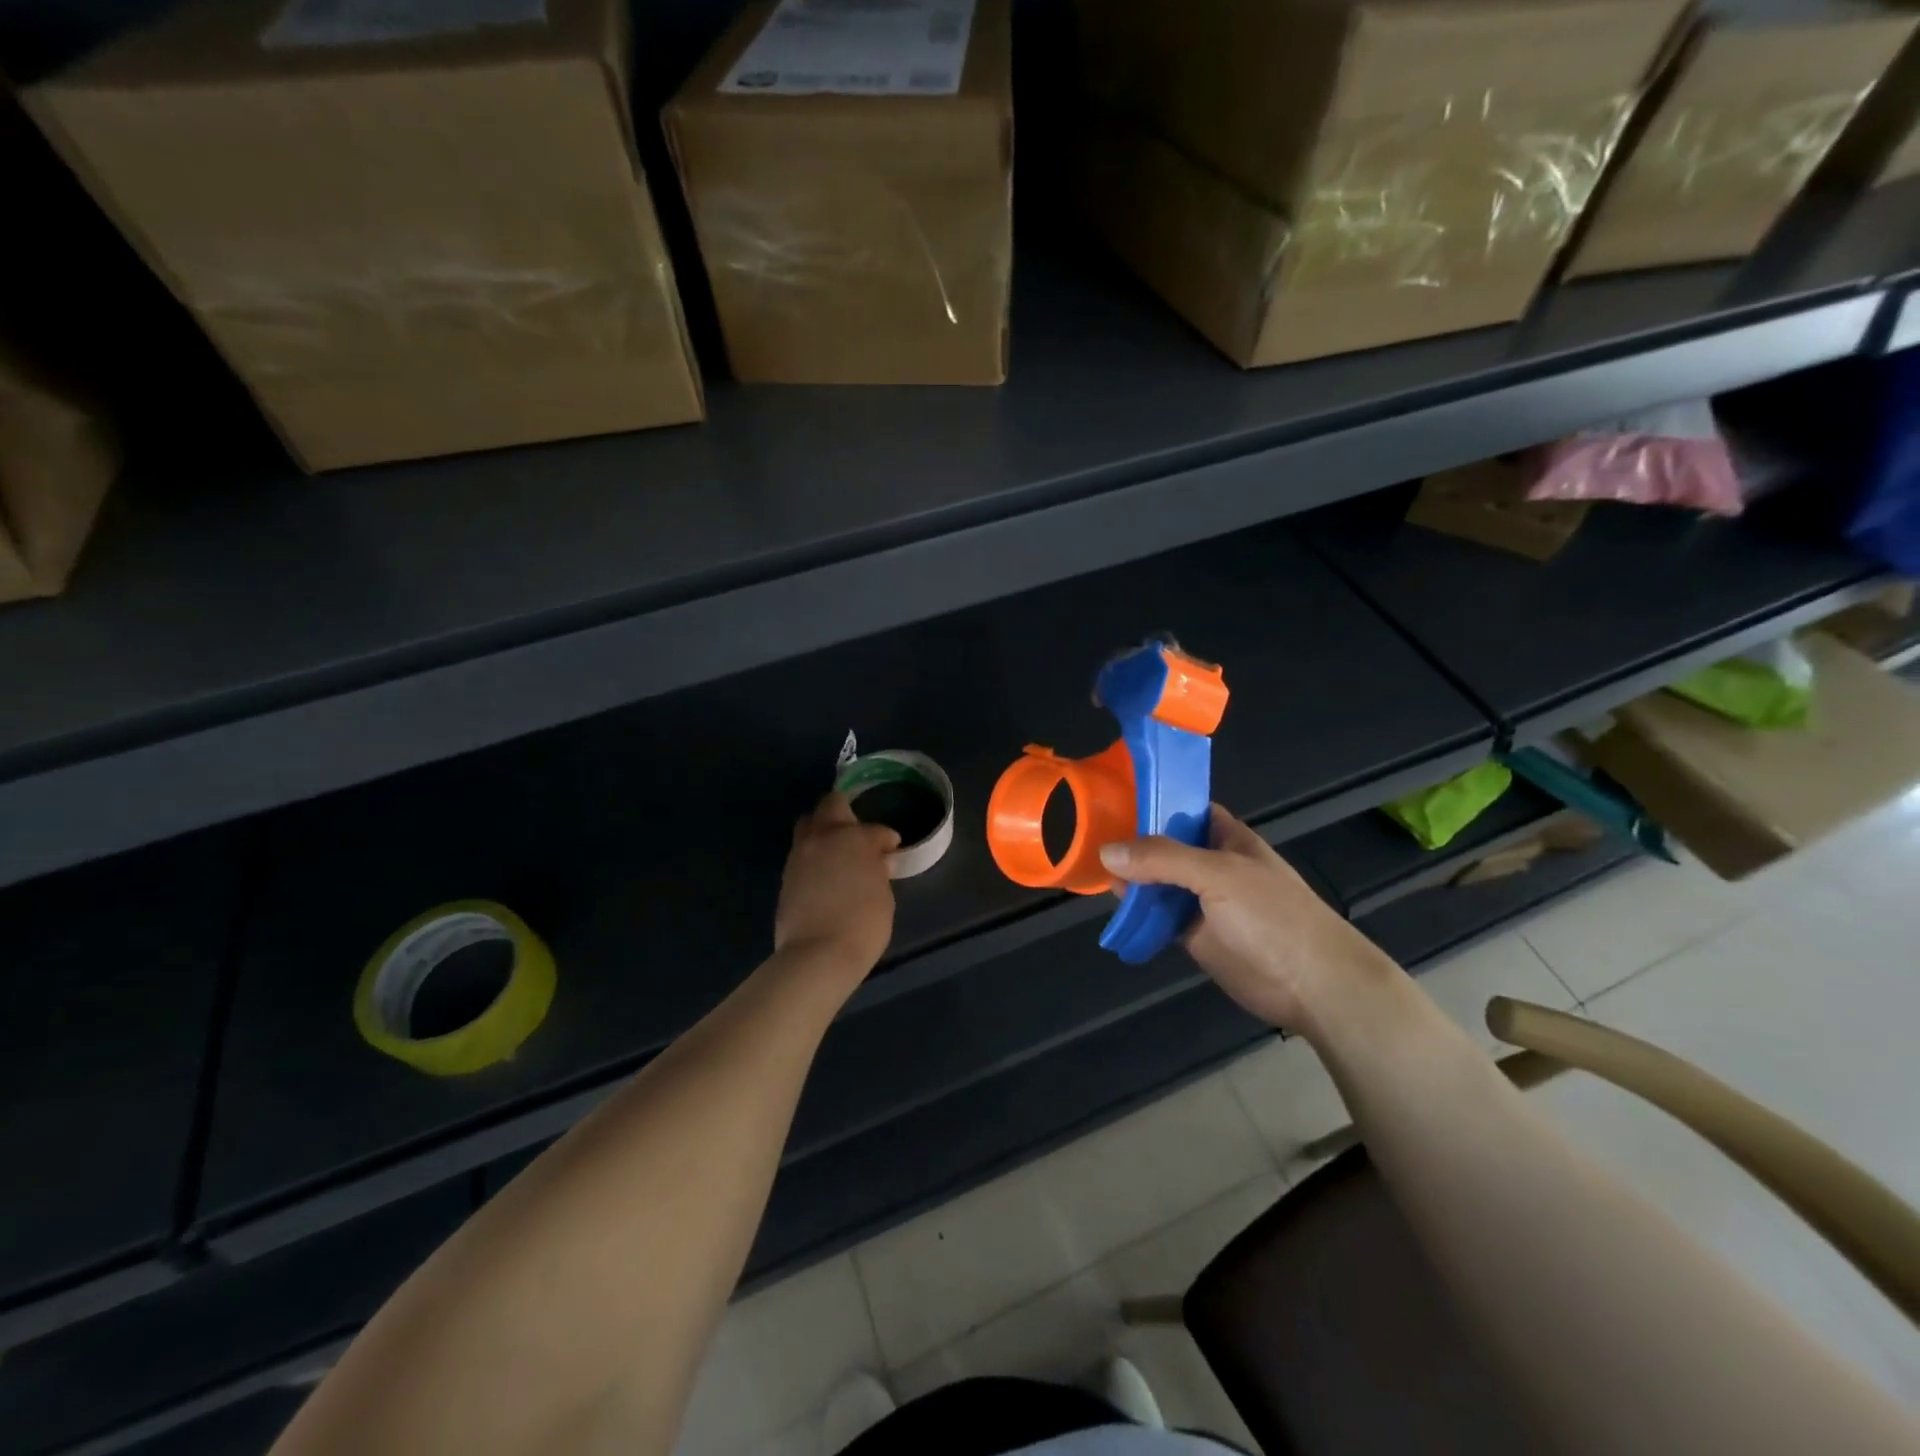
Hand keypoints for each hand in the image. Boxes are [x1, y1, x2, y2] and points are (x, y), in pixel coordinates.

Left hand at [774, 792, 899, 977]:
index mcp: (854, 838)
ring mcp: (800, 854)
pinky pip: (801, 852)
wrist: (817, 955)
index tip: (891, 849)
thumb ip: (878, 871)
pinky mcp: (786, 874)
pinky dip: (814, 856)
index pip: (876, 830)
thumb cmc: (863, 925)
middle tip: (858, 835)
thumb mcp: (884, 896)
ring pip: (809, 825)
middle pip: (831, 804)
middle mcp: (824, 837)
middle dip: (846, 813)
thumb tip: (876, 863)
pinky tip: (825, 874)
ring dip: (824, 832)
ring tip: (838, 854)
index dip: (887, 839)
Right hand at [1099, 804, 1394, 1030]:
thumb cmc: (1273, 915)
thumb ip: (1163, 859)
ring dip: (1130, 879)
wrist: (1312, 984)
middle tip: (1086, 836)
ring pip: (1157, 882)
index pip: (1184, 808)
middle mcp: (1211, 864)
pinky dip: (1137, 912)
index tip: (1110, 796)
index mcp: (1226, 838)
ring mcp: (1202, 901)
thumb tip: (1106, 852)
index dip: (1152, 801)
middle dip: (1131, 843)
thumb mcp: (1218, 874)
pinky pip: (1158, 917)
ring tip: (1089, 868)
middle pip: (1164, 846)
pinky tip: (1112, 906)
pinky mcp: (1193, 935)